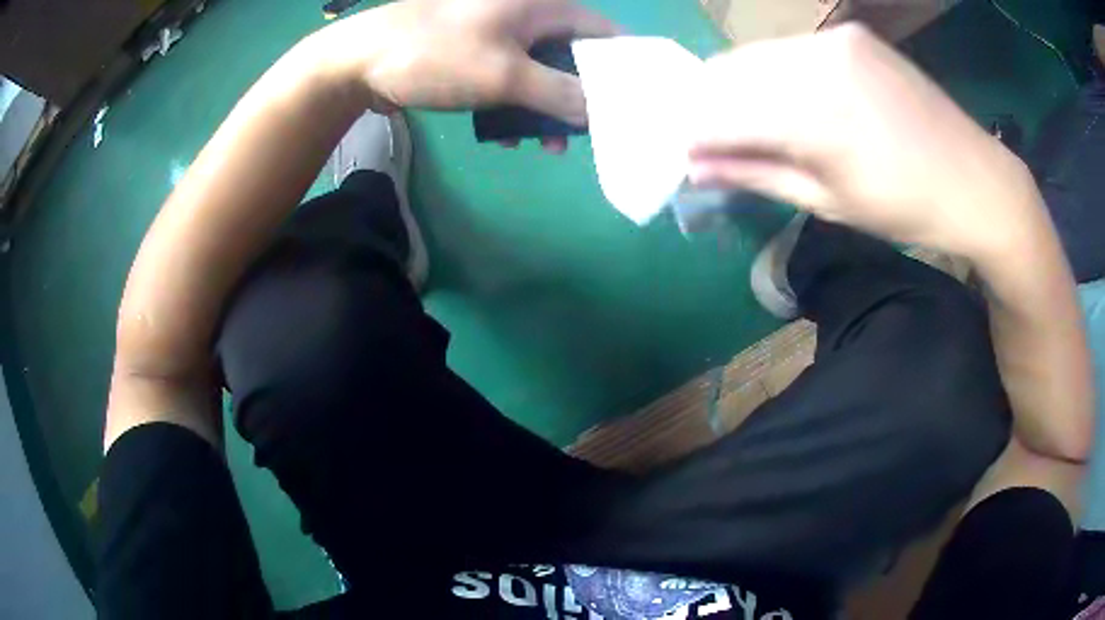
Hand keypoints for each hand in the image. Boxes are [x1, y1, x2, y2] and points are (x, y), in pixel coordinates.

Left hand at [315, 0, 616, 126]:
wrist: (361, 60)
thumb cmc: (437, 56)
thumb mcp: (505, 76)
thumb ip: (561, 93)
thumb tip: (602, 110)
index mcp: (541, 6)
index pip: (601, 31)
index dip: (619, 65)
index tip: (629, 102)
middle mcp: (525, 13)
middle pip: (571, 55)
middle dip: (578, 96)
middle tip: (582, 134)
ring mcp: (497, 32)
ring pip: (539, 70)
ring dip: (544, 107)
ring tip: (544, 145)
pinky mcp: (474, 51)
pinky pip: (508, 77)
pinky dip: (512, 104)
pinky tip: (503, 135)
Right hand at [688, 25, 1042, 260]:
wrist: (978, 181)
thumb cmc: (908, 209)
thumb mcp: (830, 202)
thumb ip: (757, 175)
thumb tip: (694, 168)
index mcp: (814, 114)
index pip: (720, 112)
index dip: (690, 133)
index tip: (679, 154)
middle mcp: (816, 59)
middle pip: (730, 73)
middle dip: (708, 106)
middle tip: (707, 140)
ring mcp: (835, 39)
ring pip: (757, 55)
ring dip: (738, 87)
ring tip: (745, 122)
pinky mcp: (851, 34)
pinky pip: (791, 49)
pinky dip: (773, 72)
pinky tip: (786, 99)